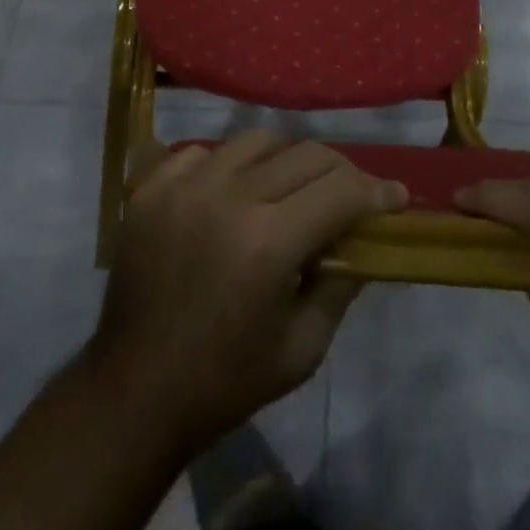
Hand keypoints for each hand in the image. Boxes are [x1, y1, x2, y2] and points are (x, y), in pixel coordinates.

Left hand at [86, 132, 406, 456]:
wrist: (135, 389)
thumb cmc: (226, 380)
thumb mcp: (302, 348)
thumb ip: (340, 285)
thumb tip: (365, 240)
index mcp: (269, 242)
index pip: (341, 189)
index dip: (376, 191)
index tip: (394, 198)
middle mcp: (229, 196)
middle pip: (306, 154)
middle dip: (340, 172)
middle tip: (349, 196)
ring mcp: (185, 184)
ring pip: (257, 140)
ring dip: (285, 161)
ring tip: (287, 190)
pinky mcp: (153, 185)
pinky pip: (205, 151)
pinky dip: (228, 167)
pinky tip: (230, 196)